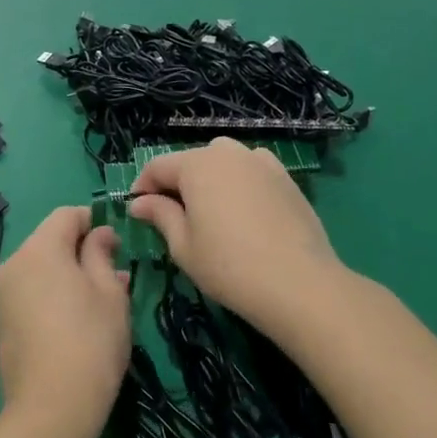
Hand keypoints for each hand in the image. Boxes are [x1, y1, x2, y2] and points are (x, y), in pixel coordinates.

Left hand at [0, 207, 130, 437]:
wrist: (51, 408)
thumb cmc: (90, 341)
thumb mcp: (109, 292)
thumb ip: (101, 253)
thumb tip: (99, 233)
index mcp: (39, 249)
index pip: (66, 215)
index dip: (93, 221)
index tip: (116, 243)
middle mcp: (13, 263)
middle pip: (49, 240)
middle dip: (80, 250)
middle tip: (112, 276)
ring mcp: (1, 293)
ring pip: (39, 268)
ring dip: (66, 274)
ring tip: (97, 302)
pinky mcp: (0, 321)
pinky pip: (29, 291)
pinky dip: (50, 294)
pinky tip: (74, 320)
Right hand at [129, 138, 338, 335]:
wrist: (299, 284)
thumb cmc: (228, 266)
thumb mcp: (183, 245)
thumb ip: (160, 215)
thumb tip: (139, 202)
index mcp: (197, 164)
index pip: (157, 167)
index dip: (143, 187)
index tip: (137, 211)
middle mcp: (228, 153)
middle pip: (191, 161)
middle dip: (177, 183)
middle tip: (173, 217)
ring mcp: (261, 162)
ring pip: (223, 162)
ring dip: (209, 180)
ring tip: (209, 213)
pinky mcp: (285, 178)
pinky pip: (251, 172)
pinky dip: (239, 184)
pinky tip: (243, 213)